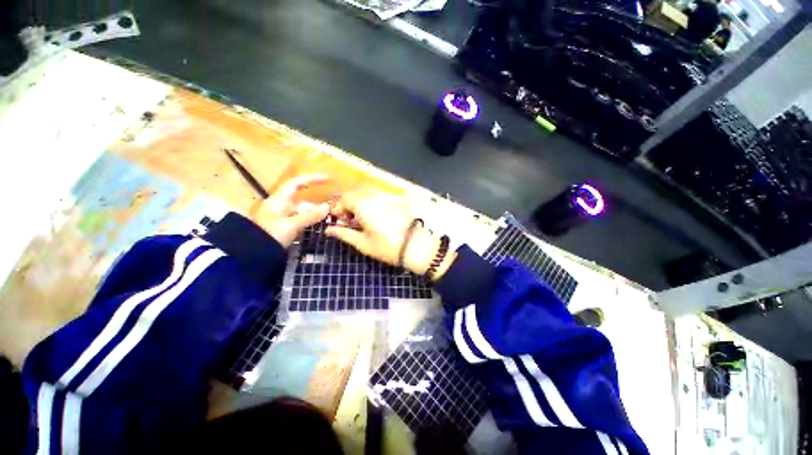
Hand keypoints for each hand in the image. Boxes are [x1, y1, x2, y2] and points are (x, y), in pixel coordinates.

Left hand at [252, 174, 329, 246]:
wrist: (252, 254)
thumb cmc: (271, 234)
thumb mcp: (292, 224)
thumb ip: (310, 216)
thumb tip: (327, 207)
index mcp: (280, 200)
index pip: (297, 183)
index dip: (312, 179)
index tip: (328, 179)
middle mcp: (280, 205)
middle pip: (301, 199)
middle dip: (316, 202)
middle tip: (332, 206)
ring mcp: (280, 217)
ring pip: (301, 211)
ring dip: (314, 212)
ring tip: (328, 217)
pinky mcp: (282, 227)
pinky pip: (299, 219)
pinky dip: (309, 220)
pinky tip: (317, 224)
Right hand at [325, 189, 454, 278]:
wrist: (416, 246)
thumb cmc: (387, 247)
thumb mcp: (363, 243)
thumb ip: (344, 234)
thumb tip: (329, 230)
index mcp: (363, 205)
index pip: (345, 199)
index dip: (339, 209)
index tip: (340, 222)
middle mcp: (374, 196)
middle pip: (356, 194)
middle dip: (350, 206)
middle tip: (352, 222)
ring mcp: (387, 197)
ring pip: (368, 195)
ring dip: (362, 204)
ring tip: (364, 221)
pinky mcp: (397, 201)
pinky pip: (380, 198)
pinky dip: (373, 204)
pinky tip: (377, 218)